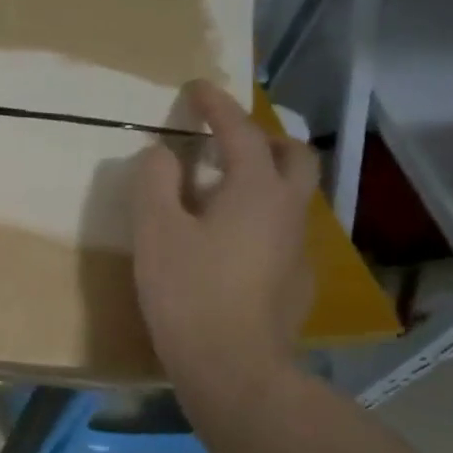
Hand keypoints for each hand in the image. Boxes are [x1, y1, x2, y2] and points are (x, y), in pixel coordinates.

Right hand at [130, 80, 318, 405]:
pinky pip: (282, 230)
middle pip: (293, 155)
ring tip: (222, 190)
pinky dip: (260, 216)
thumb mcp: (155, 232)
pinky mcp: (295, 280)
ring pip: (291, 194)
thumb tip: (161, 154)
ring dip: (264, 177)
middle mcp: (288, 210)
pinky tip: (230, 242)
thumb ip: (155, 183)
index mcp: (254, 190)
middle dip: (262, 136)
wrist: (232, 366)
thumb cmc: (187, 292)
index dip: (216, 106)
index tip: (196, 87)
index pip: (239, 132)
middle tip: (226, 139)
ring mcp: (297, 247)